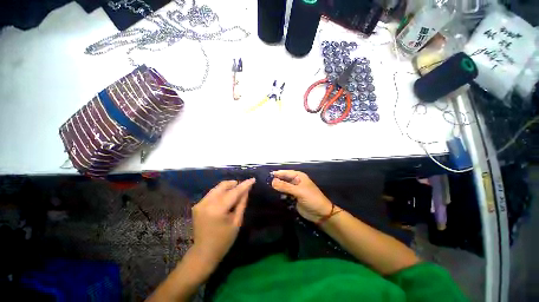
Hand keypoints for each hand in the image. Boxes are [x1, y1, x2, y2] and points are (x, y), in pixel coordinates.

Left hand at [191, 178, 254, 268]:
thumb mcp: (237, 222)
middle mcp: (206, 203)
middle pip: (223, 185)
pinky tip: (225, 199)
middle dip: (234, 184)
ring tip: (235, 193)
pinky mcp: (197, 205)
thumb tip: (246, 190)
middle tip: (243, 187)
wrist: (203, 252)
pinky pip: (212, 193)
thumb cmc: (224, 240)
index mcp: (217, 209)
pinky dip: (221, 193)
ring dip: (227, 188)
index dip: (244, 185)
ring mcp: (200, 203)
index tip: (252, 179)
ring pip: (217, 188)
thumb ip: (241, 203)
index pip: (234, 192)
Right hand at [271, 170, 332, 222]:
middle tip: (265, 184)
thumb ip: (285, 186)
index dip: (277, 174)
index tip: (266, 176)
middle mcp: (296, 181)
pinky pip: (285, 194)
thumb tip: (272, 181)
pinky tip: (274, 197)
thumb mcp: (299, 191)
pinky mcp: (293, 198)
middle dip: (276, 181)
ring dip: (277, 189)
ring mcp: (294, 190)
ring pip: (283, 187)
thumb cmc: (312, 199)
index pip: (285, 173)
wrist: (321, 214)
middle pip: (283, 179)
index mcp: (299, 176)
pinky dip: (280, 195)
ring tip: (267, 190)